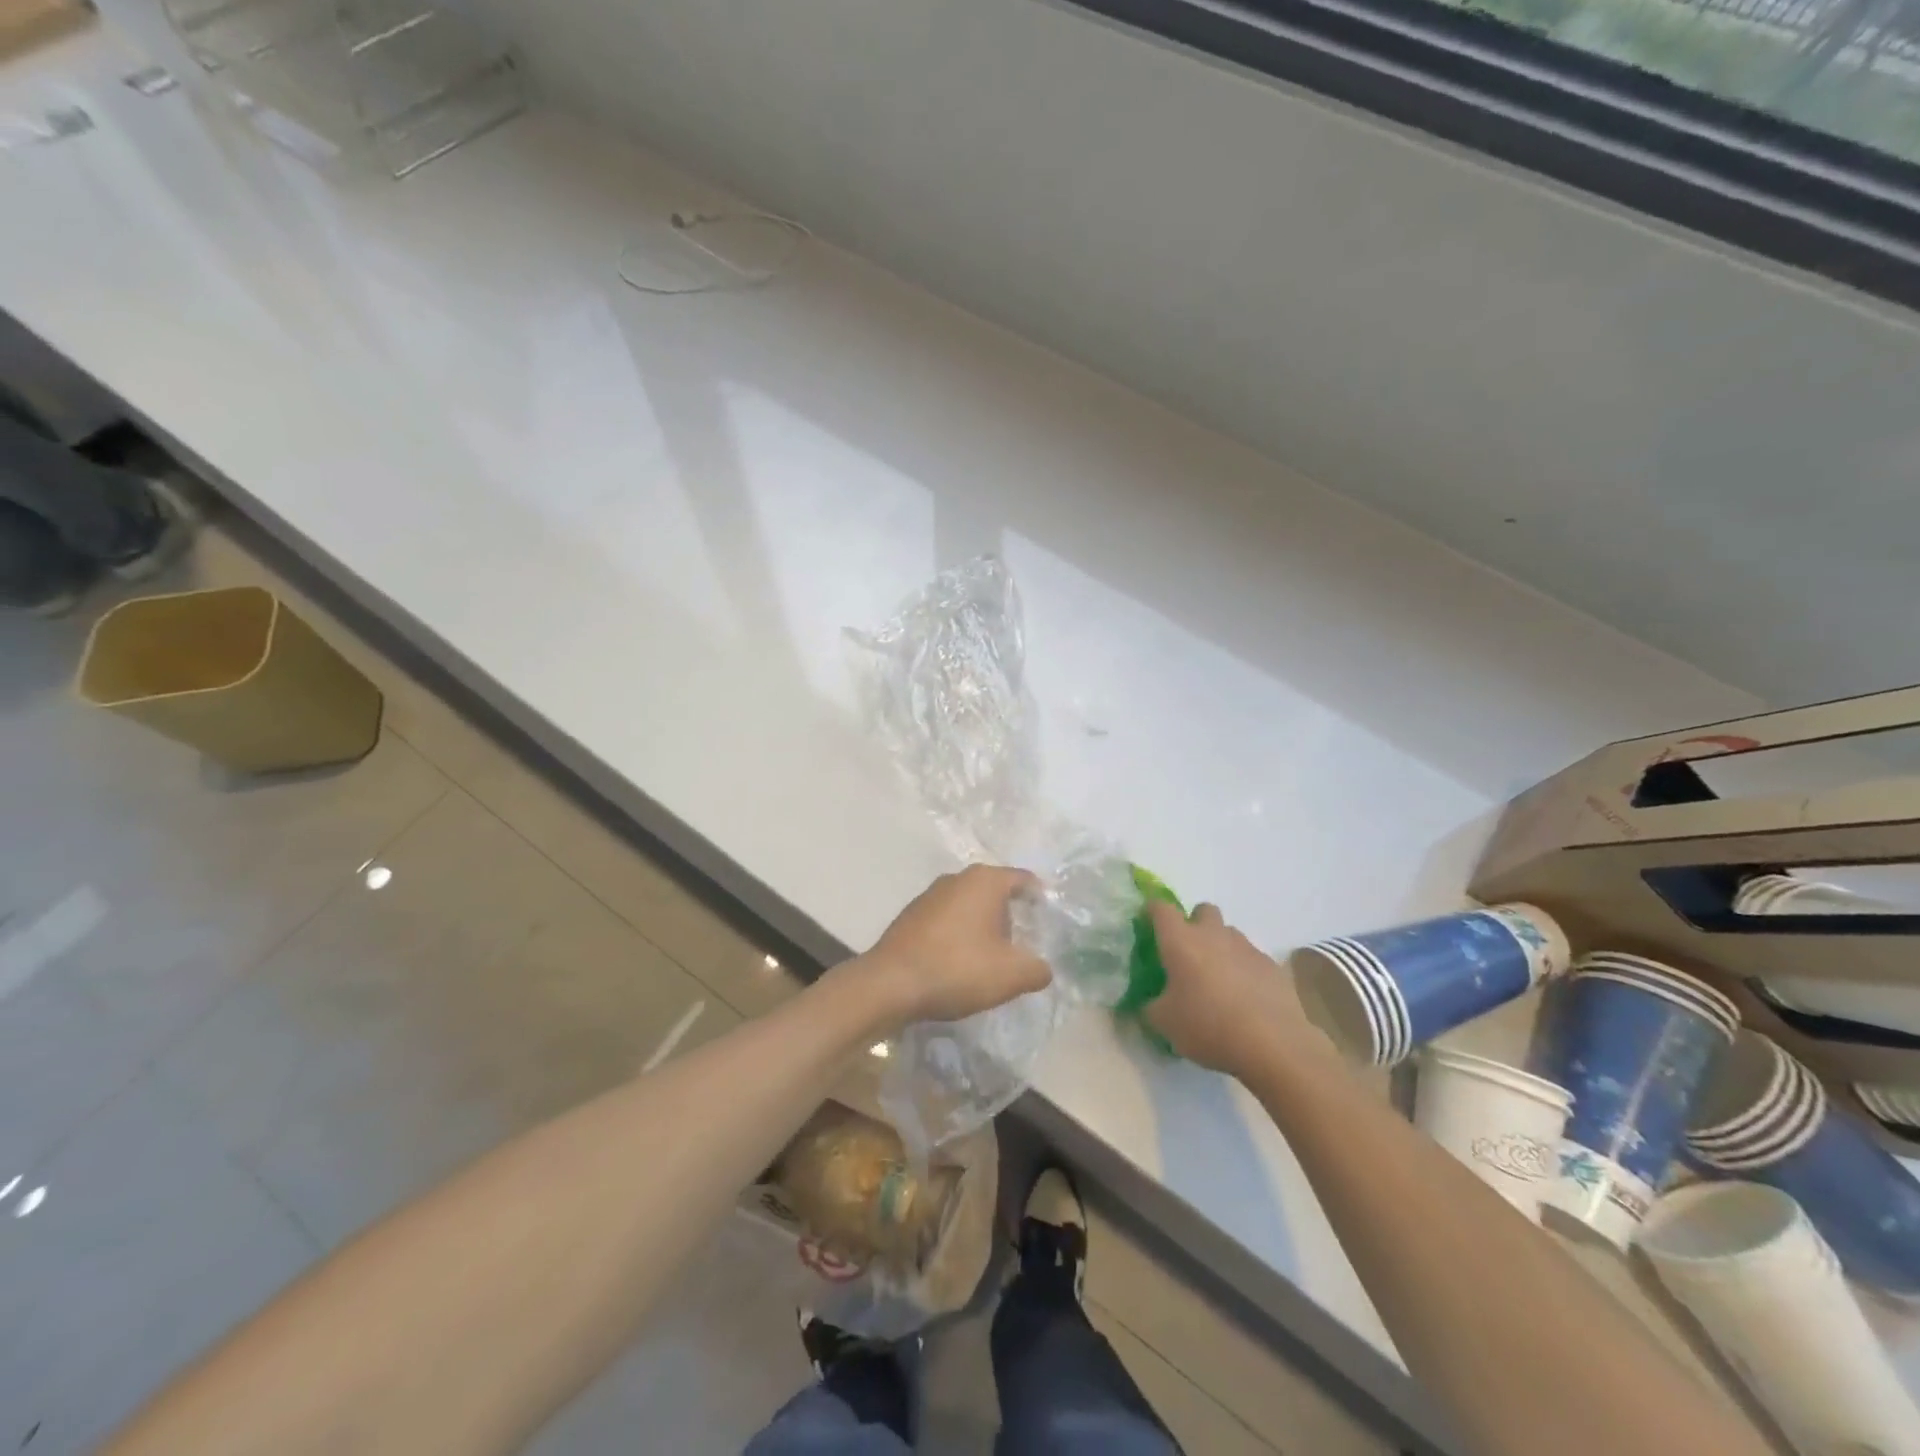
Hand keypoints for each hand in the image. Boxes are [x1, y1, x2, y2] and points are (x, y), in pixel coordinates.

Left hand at [859, 865, 1051, 1026]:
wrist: (890, 983)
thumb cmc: (958, 968)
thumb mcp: (1011, 975)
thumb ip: (1038, 969)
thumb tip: (1044, 968)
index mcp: (985, 880)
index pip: (1024, 880)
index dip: (1041, 900)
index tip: (1050, 924)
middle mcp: (957, 878)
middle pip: (996, 892)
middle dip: (1012, 916)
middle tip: (1025, 945)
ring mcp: (930, 895)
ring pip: (970, 905)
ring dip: (984, 927)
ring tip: (994, 958)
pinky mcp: (912, 915)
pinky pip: (948, 919)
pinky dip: (960, 935)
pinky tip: (961, 962)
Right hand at [1144, 902, 1335, 1079]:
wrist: (1273, 1044)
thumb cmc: (1208, 1026)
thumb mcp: (1165, 1023)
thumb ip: (1150, 1007)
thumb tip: (1150, 1004)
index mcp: (1181, 941)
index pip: (1161, 909)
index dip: (1153, 912)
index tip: (1149, 925)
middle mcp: (1213, 935)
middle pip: (1203, 910)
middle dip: (1194, 924)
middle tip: (1189, 955)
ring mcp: (1247, 948)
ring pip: (1230, 934)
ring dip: (1221, 948)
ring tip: (1219, 982)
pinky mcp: (1272, 967)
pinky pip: (1252, 958)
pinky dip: (1245, 971)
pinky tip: (1246, 1000)